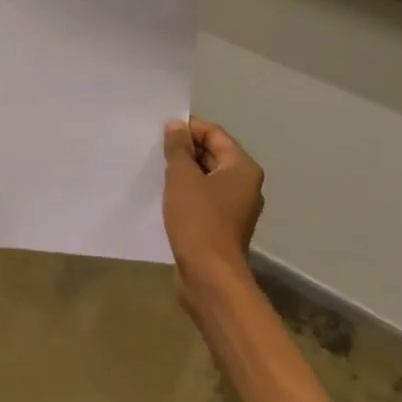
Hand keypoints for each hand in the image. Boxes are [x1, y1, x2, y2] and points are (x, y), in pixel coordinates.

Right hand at [163, 118, 263, 302]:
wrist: (210, 276)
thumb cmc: (198, 220)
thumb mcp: (182, 177)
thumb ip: (178, 148)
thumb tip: (176, 126)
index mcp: (242, 168)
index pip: (215, 134)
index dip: (188, 128)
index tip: (161, 130)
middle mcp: (245, 185)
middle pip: (214, 154)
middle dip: (186, 150)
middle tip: (156, 149)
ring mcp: (236, 208)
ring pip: (208, 178)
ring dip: (185, 172)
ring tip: (158, 170)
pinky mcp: (224, 227)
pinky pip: (205, 198)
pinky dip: (188, 193)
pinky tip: (166, 195)